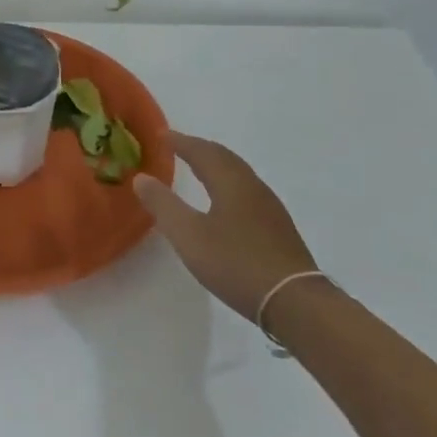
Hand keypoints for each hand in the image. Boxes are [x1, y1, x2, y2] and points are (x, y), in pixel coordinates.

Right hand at [133, 132, 318, 324]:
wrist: (294, 301)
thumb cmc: (236, 263)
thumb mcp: (189, 236)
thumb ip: (164, 205)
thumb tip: (142, 177)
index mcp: (230, 181)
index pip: (202, 151)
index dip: (180, 141)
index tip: (161, 134)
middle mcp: (252, 186)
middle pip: (224, 157)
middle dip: (199, 148)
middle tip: (178, 146)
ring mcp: (269, 207)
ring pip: (238, 173)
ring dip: (216, 164)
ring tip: (199, 168)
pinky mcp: (278, 227)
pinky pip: (247, 190)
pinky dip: (228, 182)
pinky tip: (225, 201)